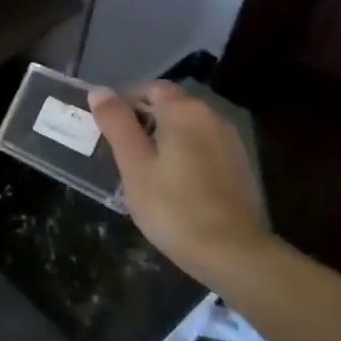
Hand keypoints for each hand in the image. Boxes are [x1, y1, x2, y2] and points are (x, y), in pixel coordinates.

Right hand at [89, 82, 270, 276]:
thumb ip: (116, 123)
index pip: (150, 88)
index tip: (108, 130)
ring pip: (188, 128)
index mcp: (184, 110)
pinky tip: (174, 185)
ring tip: (145, 170)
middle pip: (171, 106)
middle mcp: (212, 116)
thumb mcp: (133, 163)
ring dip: (165, 139)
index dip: (125, 103)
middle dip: (144, 120)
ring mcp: (231, 142)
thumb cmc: (172, 205)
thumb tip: (100, 91)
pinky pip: (204, 148)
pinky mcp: (240, 167)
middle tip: (121, 152)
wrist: (233, 253)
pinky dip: (185, 155)